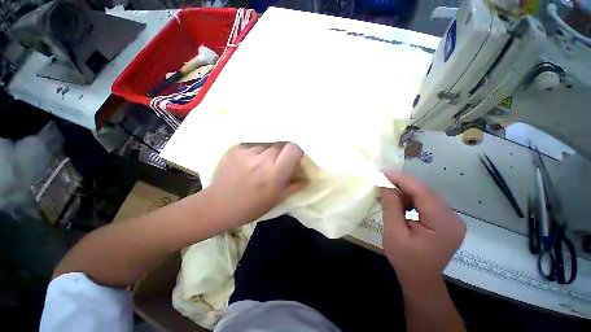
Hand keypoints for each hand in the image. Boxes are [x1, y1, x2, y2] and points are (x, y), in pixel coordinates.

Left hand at [207, 142, 305, 227]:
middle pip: (281, 143)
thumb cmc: (249, 208)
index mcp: (274, 173)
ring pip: (266, 142)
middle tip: (278, 161)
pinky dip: (254, 149)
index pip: (294, 148)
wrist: (219, 205)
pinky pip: (252, 143)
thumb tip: (306, 177)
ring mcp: (247, 151)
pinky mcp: (235, 148)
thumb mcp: (275, 201)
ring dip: (268, 149)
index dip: (296, 152)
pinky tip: (249, 160)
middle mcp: (262, 158)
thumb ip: (292, 186)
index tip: (294, 158)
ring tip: (261, 161)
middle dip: (283, 150)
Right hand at [380, 172, 465, 290]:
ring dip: (413, 197)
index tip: (385, 172)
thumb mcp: (394, 237)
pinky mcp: (453, 223)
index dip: (403, 180)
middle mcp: (454, 218)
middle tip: (386, 185)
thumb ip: (392, 208)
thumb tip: (386, 184)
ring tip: (394, 198)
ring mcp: (456, 220)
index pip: (423, 192)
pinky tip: (407, 208)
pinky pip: (435, 207)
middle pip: (428, 195)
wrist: (422, 282)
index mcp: (443, 223)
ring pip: (431, 199)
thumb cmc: (406, 263)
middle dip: (406, 188)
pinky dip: (420, 205)